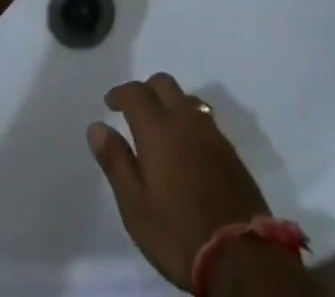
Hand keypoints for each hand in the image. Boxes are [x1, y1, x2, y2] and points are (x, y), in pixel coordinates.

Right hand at [88, 74, 270, 289]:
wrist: (238, 251)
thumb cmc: (177, 232)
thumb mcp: (135, 206)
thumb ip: (115, 162)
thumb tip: (96, 126)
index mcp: (158, 128)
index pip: (136, 92)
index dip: (120, 93)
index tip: (109, 103)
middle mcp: (185, 118)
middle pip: (163, 83)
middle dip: (145, 89)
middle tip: (132, 109)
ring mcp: (210, 130)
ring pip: (185, 97)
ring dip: (169, 101)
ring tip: (159, 125)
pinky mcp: (227, 147)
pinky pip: (202, 116)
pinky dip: (187, 118)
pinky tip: (186, 142)